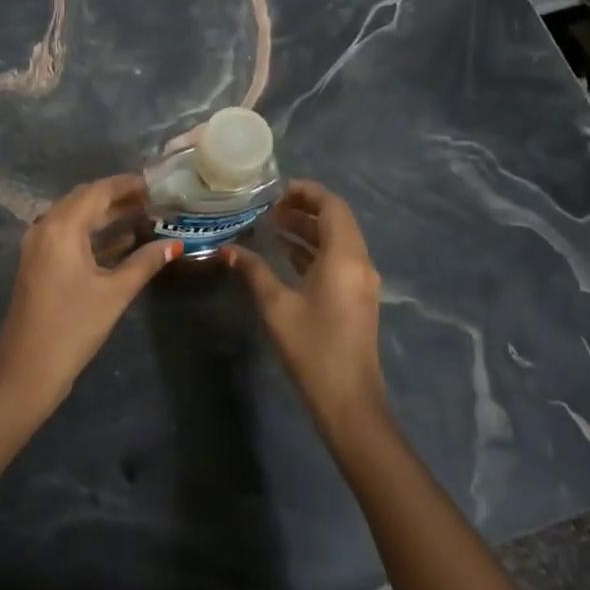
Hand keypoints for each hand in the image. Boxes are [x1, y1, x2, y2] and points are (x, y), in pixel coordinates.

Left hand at [0, 175, 180, 413]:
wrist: (28, 370)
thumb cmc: (74, 327)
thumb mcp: (115, 293)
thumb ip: (145, 262)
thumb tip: (175, 244)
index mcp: (62, 227)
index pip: (98, 191)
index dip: (127, 184)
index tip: (156, 184)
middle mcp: (45, 227)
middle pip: (85, 199)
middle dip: (118, 197)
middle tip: (153, 200)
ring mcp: (38, 246)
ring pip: (76, 217)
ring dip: (106, 215)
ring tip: (144, 215)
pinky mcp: (39, 263)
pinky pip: (68, 236)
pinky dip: (93, 234)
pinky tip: (122, 242)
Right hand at [227, 180, 385, 435]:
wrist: (348, 399)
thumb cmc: (312, 347)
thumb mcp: (276, 305)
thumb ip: (254, 271)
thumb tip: (228, 249)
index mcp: (345, 257)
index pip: (332, 206)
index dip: (307, 192)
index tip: (276, 190)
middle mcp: (359, 262)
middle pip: (336, 220)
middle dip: (304, 208)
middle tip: (269, 206)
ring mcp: (360, 281)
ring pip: (336, 240)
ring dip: (308, 229)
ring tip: (271, 225)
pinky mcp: (356, 297)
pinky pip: (337, 259)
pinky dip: (313, 249)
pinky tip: (284, 253)